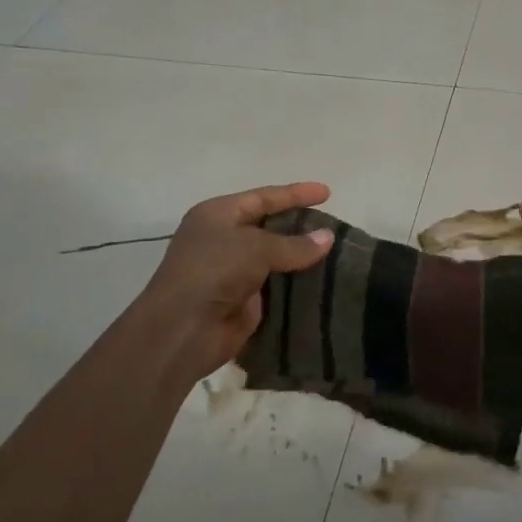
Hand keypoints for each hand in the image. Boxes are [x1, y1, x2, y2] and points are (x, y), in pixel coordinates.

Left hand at [137, 182, 334, 383]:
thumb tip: (328, 238)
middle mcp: (223, 239)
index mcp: (218, 215)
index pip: (263, 197)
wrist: (185, 328)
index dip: (295, 194)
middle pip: (268, 226)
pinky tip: (323, 281)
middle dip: (299, 225)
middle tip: (334, 226)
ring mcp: (232, 271)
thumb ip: (294, 244)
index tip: (327, 192)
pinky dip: (296, 283)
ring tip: (336, 253)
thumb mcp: (256, 248)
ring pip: (274, 258)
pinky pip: (276, 285)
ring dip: (301, 257)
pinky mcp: (243, 300)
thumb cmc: (214, 271)